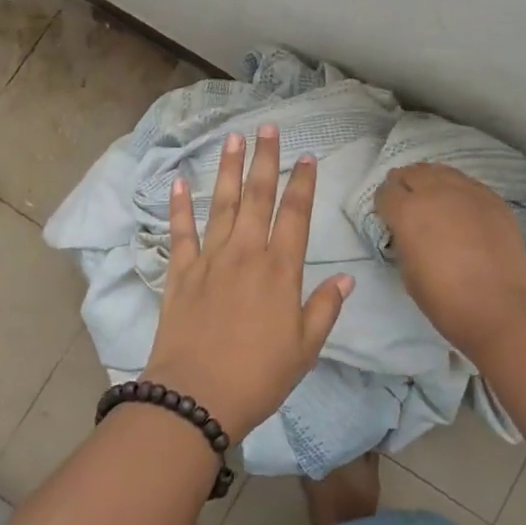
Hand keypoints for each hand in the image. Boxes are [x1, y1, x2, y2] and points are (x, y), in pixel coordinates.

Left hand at [143, 125, 353, 439]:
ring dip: (227, 168)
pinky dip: (179, 206)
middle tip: (267, 127)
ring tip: (233, 138)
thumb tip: (346, 278)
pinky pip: (180, 231)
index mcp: (280, 269)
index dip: (302, 182)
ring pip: (220, 203)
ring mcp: (209, 258)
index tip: (306, 156)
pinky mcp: (180, 271)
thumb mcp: (305, 348)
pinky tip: (178, 181)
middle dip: (264, 159)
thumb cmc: (260, 376)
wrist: (197, 396)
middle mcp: (245, 253)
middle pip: (257, 196)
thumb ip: (325, 308)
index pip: (295, 214)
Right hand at [375, 162, 525, 357]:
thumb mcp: (407, 270)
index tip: (387, 215)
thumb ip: (403, 240)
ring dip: (430, 180)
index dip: (384, 203)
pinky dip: (457, 188)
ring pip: (441, 171)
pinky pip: (467, 183)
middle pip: (412, 173)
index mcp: (407, 211)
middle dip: (404, 183)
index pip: (386, 193)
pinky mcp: (493, 199)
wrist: (501, 307)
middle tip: (406, 199)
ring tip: (432, 195)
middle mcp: (435, 192)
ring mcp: (467, 192)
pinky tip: (460, 204)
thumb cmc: (445, 298)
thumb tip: (407, 231)